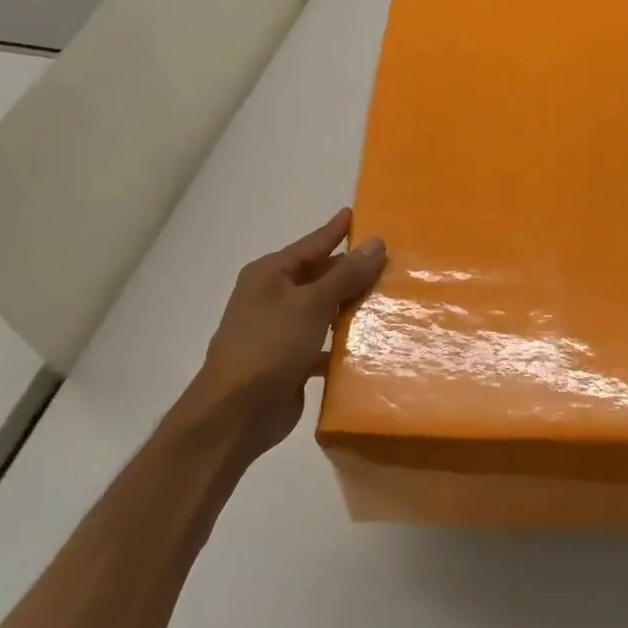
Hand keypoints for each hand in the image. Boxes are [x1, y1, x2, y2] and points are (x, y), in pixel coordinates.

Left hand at [188, 209, 386, 462]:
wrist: (236, 413)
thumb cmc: (269, 346)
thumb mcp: (311, 303)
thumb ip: (345, 274)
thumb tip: (376, 242)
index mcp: (270, 274)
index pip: (312, 244)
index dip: (336, 230)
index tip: (359, 213)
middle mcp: (273, 297)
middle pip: (320, 276)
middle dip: (351, 270)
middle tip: (391, 261)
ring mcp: (281, 331)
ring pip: (324, 310)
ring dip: (351, 306)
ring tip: (390, 297)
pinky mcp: (291, 361)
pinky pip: (324, 343)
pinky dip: (344, 342)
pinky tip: (373, 343)